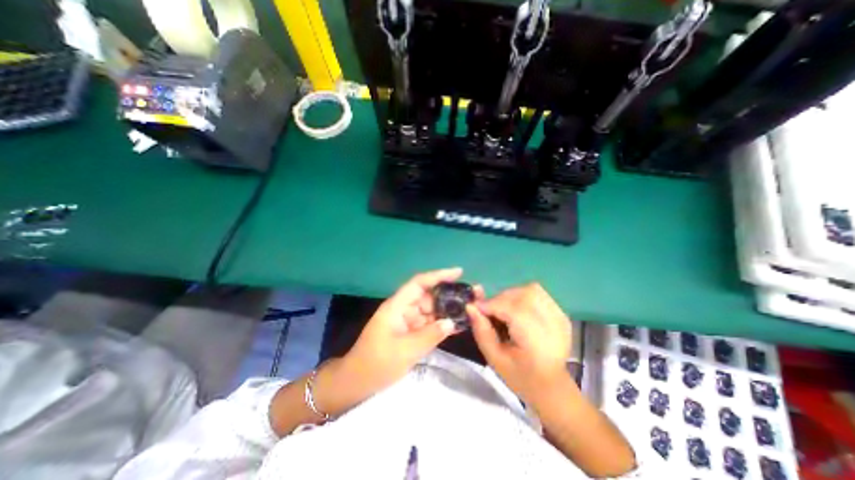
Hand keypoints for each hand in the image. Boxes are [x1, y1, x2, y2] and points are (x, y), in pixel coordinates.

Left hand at [341, 268, 477, 392]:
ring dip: (447, 310)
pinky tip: (458, 325)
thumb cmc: (376, 364)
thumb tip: (452, 322)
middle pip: (428, 296)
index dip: (438, 275)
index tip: (458, 272)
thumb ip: (430, 335)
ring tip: (469, 310)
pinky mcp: (411, 331)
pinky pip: (429, 323)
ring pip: (431, 310)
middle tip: (470, 297)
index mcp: (397, 306)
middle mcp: (403, 309)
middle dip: (448, 295)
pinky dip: (441, 324)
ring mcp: (407, 320)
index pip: (419, 283)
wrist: (357, 382)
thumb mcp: (405, 351)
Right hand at [467, 283, 572, 403]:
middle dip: (499, 299)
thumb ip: (481, 330)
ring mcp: (560, 316)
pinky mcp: (561, 313)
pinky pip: (538, 293)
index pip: (512, 309)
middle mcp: (553, 325)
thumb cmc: (520, 376)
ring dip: (511, 295)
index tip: (475, 307)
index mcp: (537, 342)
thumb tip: (470, 305)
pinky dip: (522, 295)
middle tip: (489, 311)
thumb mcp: (494, 358)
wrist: (551, 386)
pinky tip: (517, 309)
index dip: (490, 304)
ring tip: (503, 309)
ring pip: (530, 290)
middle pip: (521, 295)